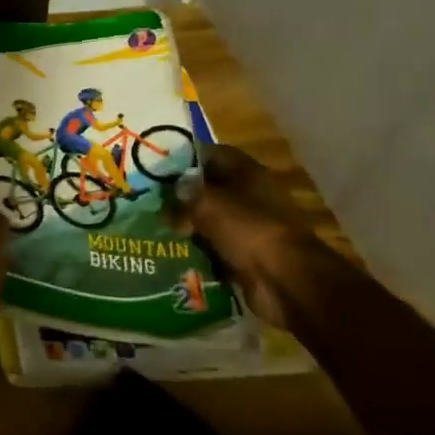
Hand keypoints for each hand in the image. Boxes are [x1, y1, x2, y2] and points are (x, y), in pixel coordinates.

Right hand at [169, 145, 320, 329]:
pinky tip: (170, 248)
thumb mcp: (208, 203)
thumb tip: (172, 194)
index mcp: (246, 172)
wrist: (286, 281)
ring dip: (186, 222)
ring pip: (208, 217)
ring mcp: (248, 225)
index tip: (154, 165)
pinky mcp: (245, 253)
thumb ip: (184, 193)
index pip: (209, 153)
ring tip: (153, 224)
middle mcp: (249, 194)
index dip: (182, 157)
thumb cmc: (249, 229)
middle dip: (180, 194)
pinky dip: (196, 247)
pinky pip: (213, 244)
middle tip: (147, 197)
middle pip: (208, 187)